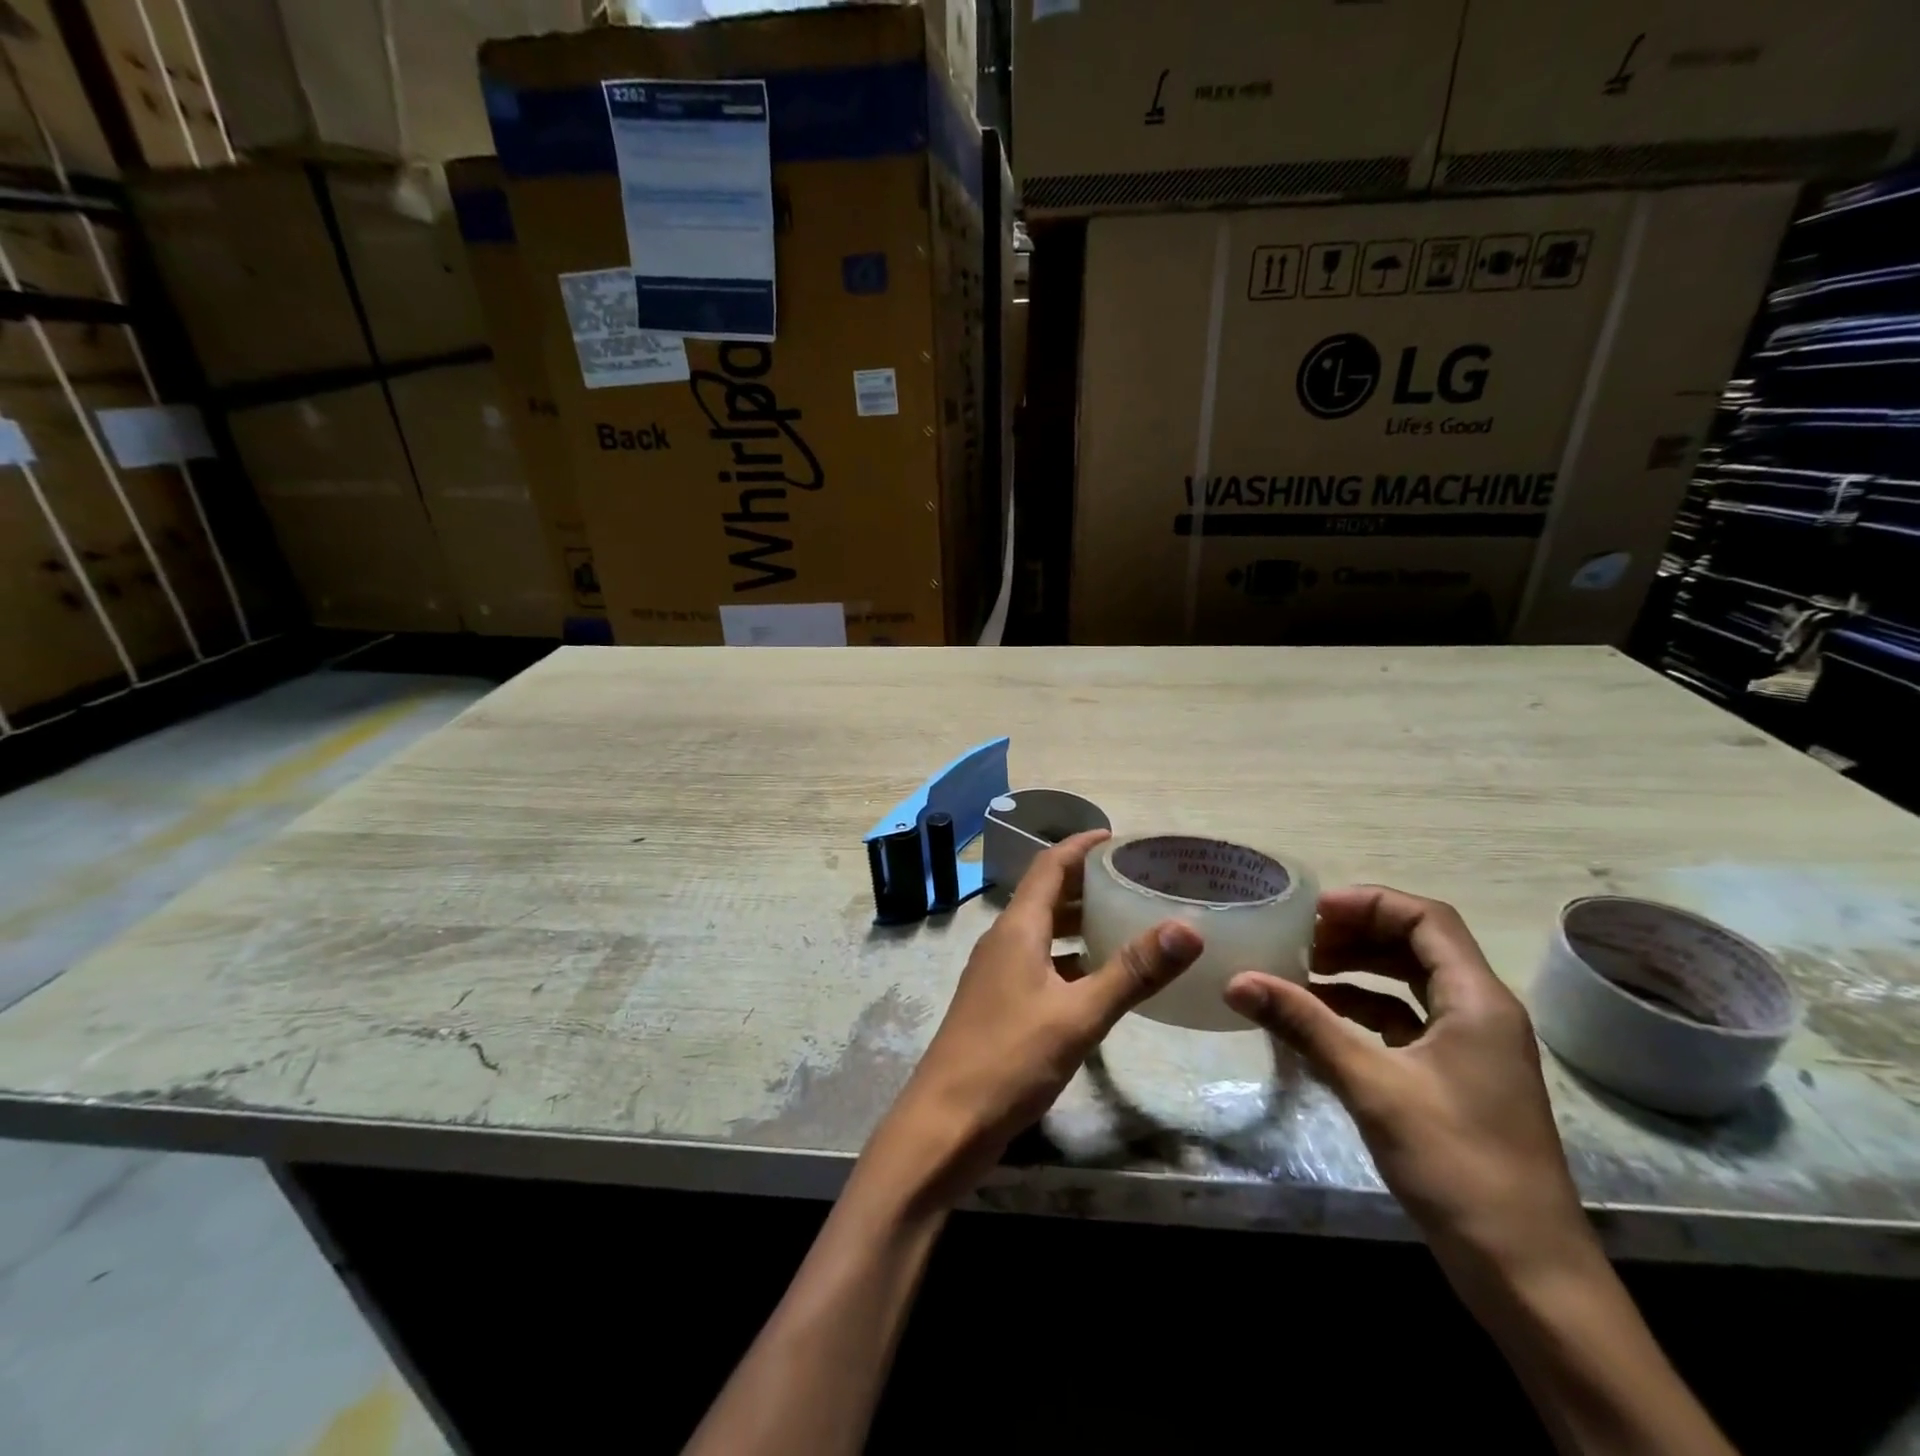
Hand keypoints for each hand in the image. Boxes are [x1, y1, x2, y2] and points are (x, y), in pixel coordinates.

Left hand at [870, 830, 1202, 1204]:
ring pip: (1043, 932)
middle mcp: (1004, 941)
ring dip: (1079, 921)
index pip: (1050, 866)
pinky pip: (1040, 964)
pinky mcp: (999, 1004)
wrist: (945, 1123)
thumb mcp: (1078, 1016)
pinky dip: (1070, 959)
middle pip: (1046, 895)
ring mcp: (997, 974)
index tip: (1120, 838)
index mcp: (1017, 929)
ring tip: (1127, 922)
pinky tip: (1099, 979)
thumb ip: (1131, 972)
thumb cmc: (1009, 1060)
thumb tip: (1187, 927)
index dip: (1082, 845)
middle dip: (1087, 882)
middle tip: (1137, 881)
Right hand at [1224, 886, 1594, 1289]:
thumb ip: (1304, 1025)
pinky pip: (1405, 1021)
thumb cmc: (1458, 1165)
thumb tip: (1236, 980)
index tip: (1311, 912)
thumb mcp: (1372, 1086)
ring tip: (1300, 971)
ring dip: (1358, 970)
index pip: (1426, 918)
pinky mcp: (1456, 1079)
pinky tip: (1321, 1018)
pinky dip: (1363, 1009)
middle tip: (1298, 939)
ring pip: (1409, 983)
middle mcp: (1479, 1012)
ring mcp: (1470, 1047)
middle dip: (1356, 933)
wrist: (1527, 1275)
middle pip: (1417, 945)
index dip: (1368, 904)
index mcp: (1477, 999)